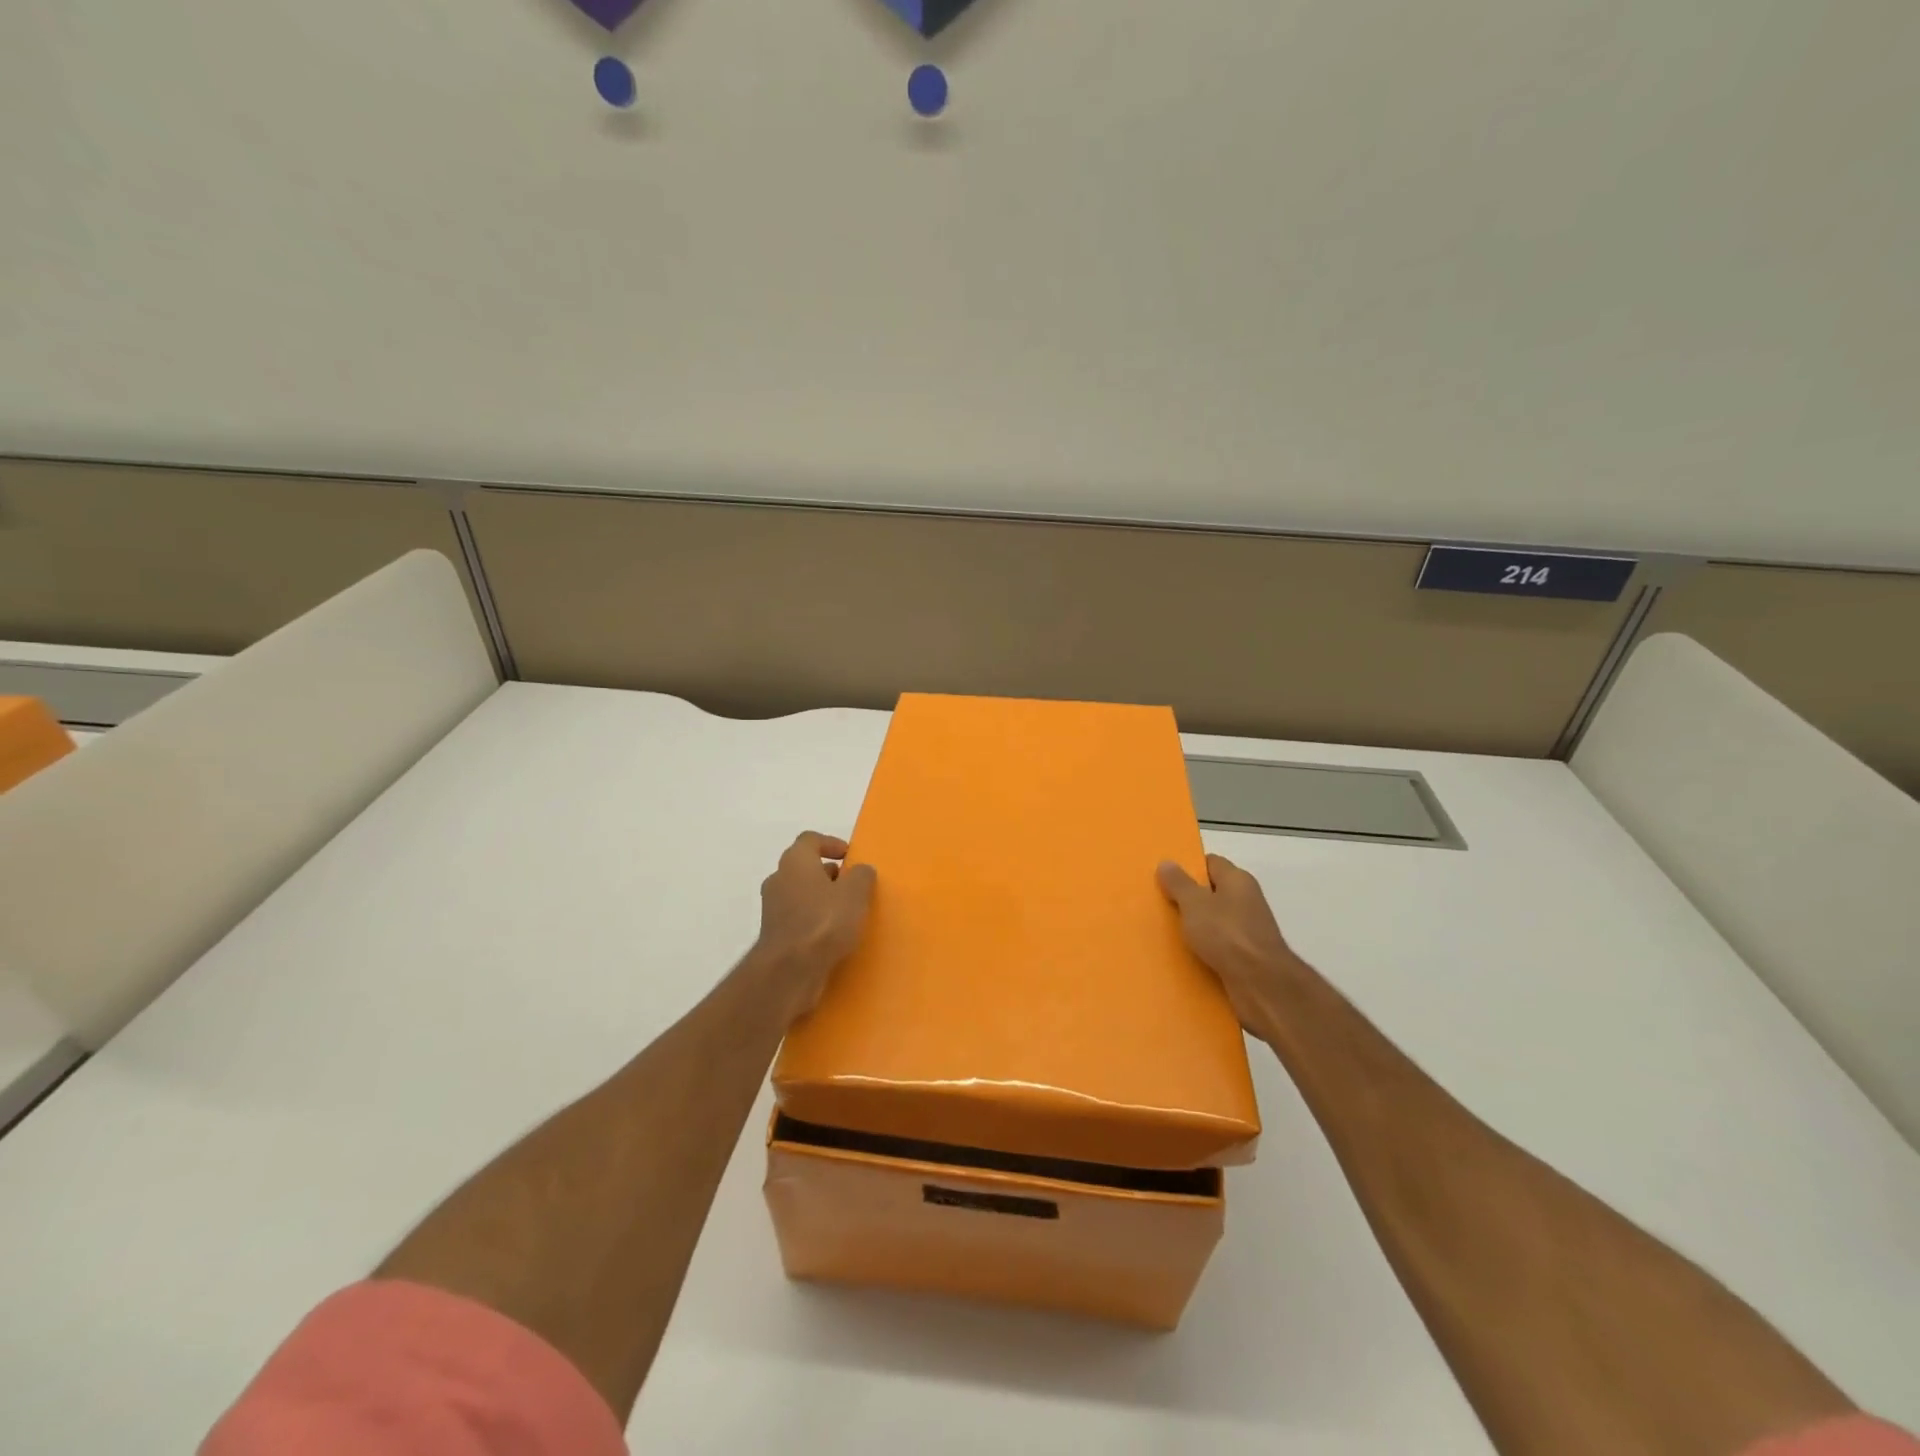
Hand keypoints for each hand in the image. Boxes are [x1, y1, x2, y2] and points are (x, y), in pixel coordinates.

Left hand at [753, 832, 876, 1023]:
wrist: (789, 971)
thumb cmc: (824, 922)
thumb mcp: (855, 893)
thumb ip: (861, 876)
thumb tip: (860, 870)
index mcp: (795, 861)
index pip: (810, 840)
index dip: (831, 843)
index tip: (849, 856)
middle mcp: (778, 879)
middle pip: (804, 867)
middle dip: (828, 874)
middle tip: (851, 886)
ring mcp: (772, 908)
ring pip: (800, 894)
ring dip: (821, 899)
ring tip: (846, 914)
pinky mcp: (774, 934)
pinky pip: (797, 918)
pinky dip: (813, 920)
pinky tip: (832, 936)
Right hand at [1157, 854, 1298, 1034]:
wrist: (1261, 985)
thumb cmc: (1226, 934)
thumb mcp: (1194, 904)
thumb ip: (1179, 883)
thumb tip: (1167, 862)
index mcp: (1237, 880)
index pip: (1211, 863)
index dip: (1189, 867)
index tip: (1165, 876)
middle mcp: (1246, 901)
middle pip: (1212, 893)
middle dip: (1188, 898)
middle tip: (1159, 903)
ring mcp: (1248, 930)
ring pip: (1214, 922)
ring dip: (1194, 927)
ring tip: (1165, 931)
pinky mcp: (1246, 957)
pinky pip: (1219, 947)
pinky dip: (1203, 949)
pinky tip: (1183, 955)